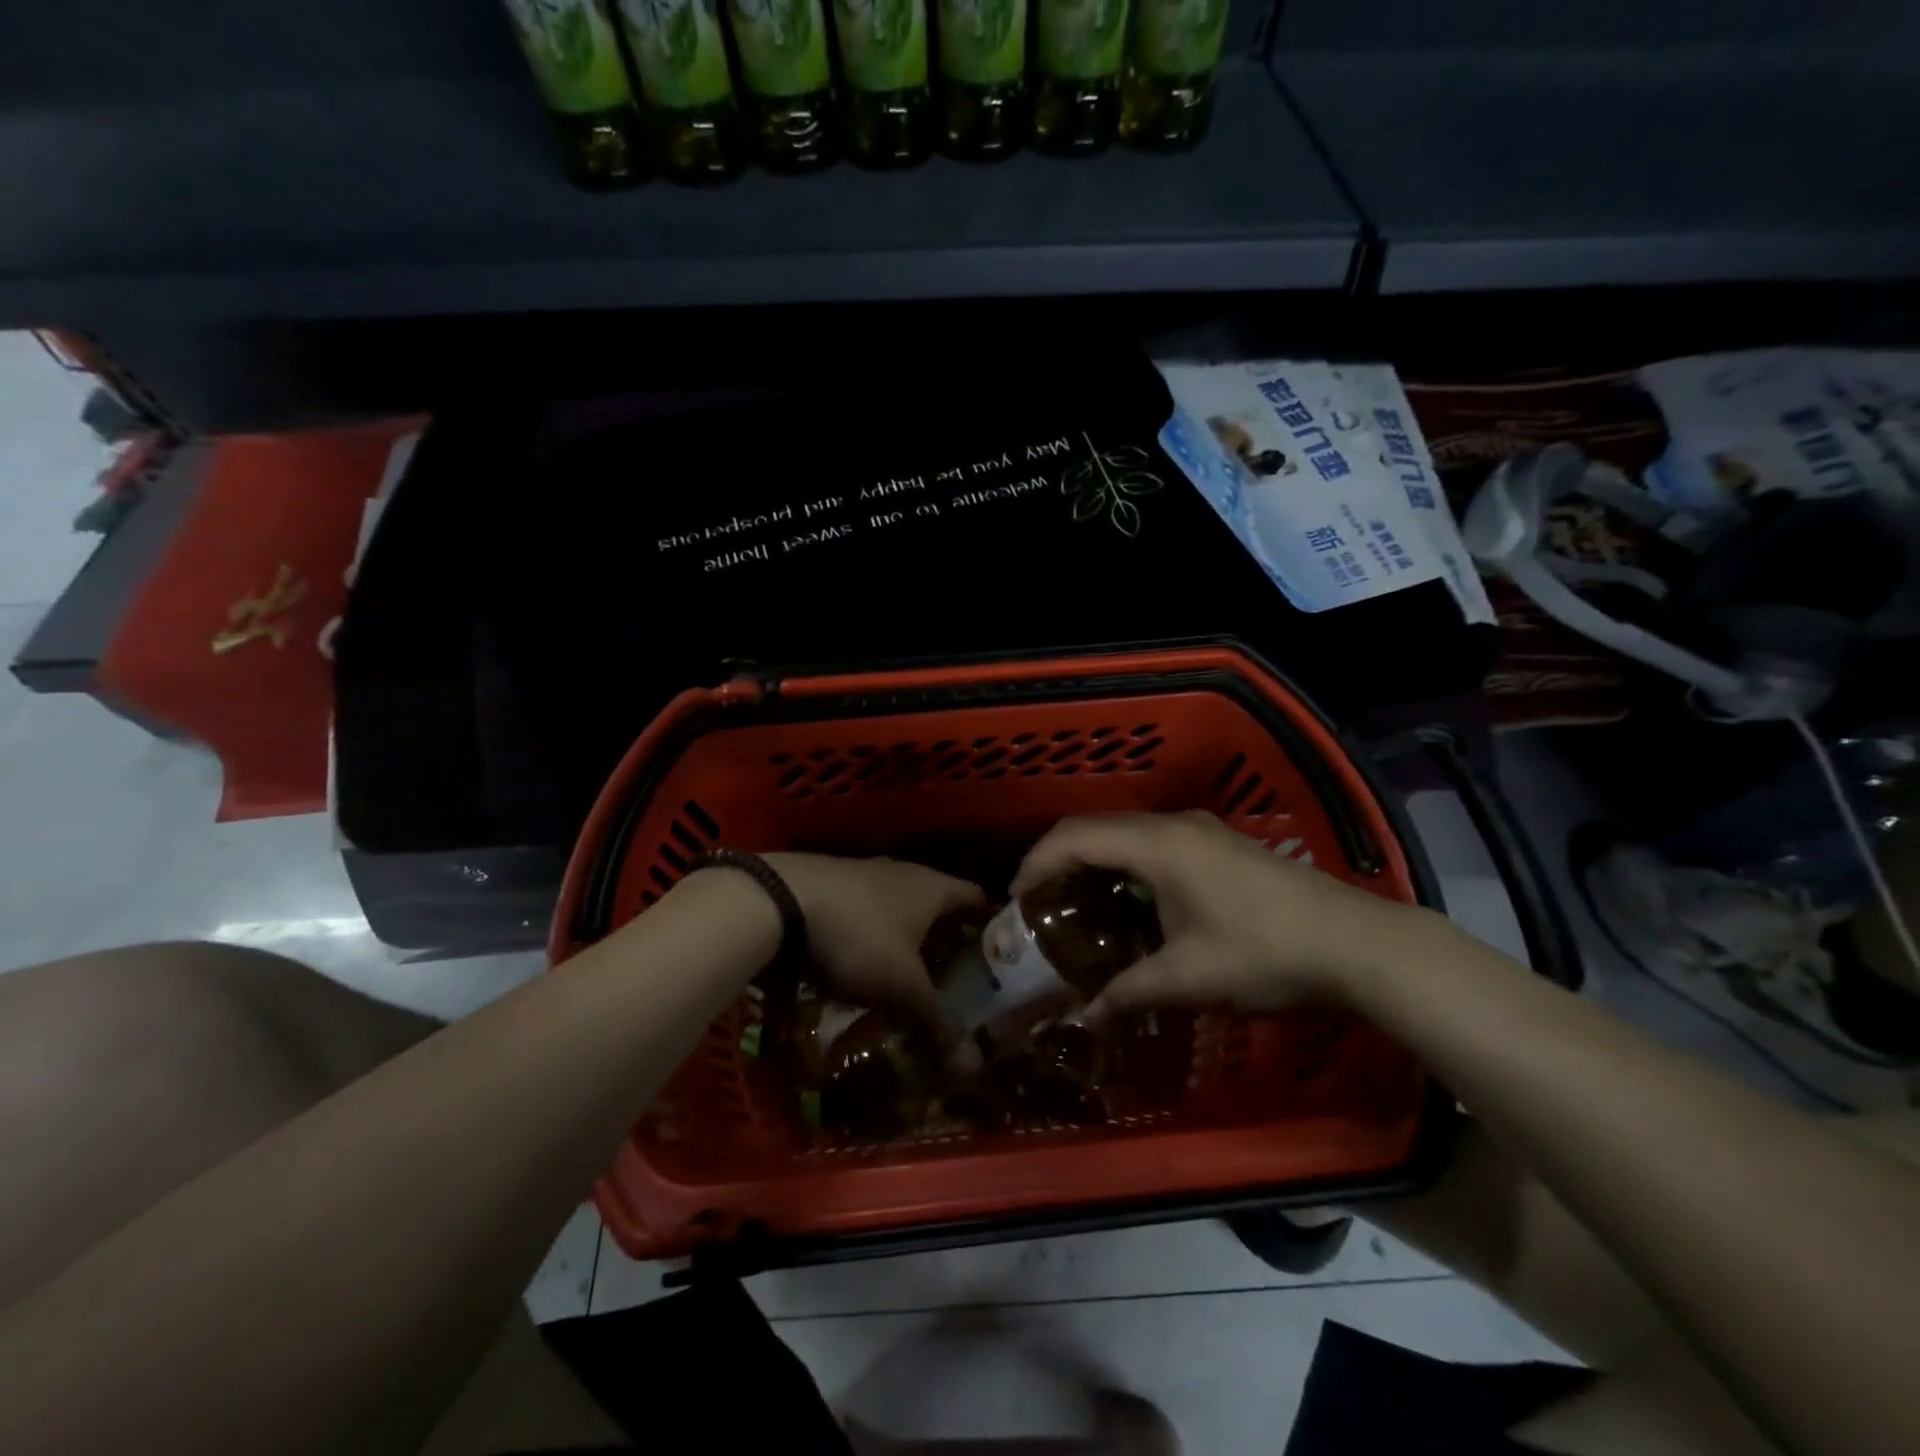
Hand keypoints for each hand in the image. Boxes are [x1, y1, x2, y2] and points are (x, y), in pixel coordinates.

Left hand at [762, 852, 985, 1050]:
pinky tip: (861, 966)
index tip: (996, 959)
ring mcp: (866, 874)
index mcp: (933, 886)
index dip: (990, 926)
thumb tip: (974, 1068)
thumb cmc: (859, 935)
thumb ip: (938, 1022)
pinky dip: (873, 936)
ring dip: (906, 940)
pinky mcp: (834, 885)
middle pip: (938, 905)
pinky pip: (867, 912)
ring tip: (908, 979)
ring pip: (900, 909)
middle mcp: (905, 872)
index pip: (977, 898)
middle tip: (954, 980)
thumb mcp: (902, 985)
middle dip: (946, 941)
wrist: (780, 900)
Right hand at [1010, 812, 1433, 1021]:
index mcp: (1156, 845)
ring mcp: (1201, 830)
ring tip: (1075, 905)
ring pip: (1126, 833)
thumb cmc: (1263, 955)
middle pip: (1095, 828)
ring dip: (1093, 861)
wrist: (1359, 945)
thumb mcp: (1188, 981)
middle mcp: (1173, 825)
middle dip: (1057, 860)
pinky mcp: (1221, 844)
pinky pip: (1153, 843)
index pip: (1073, 837)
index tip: (1015, 902)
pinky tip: (1130, 903)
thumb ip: (1127, 994)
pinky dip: (1125, 865)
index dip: (1036, 864)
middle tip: (1037, 905)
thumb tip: (1084, 1019)